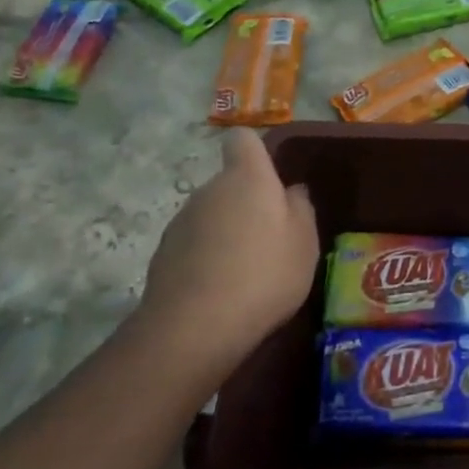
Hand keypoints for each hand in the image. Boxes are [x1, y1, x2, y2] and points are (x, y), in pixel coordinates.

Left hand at [135, 130, 318, 390]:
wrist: (195, 327)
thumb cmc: (265, 274)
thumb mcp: (305, 242)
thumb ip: (301, 208)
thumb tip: (291, 191)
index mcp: (246, 178)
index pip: (243, 140)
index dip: (256, 153)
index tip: (272, 179)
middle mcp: (209, 190)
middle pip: (229, 184)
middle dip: (248, 203)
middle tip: (271, 240)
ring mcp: (181, 221)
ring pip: (212, 215)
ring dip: (227, 233)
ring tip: (246, 272)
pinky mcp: (163, 254)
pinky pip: (194, 245)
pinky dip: (207, 258)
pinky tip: (221, 291)